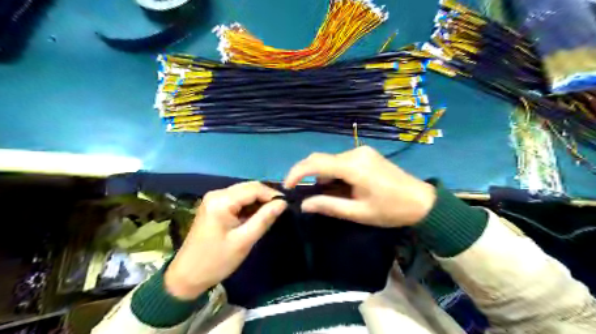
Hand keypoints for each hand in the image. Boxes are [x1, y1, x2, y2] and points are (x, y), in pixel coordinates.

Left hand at [161, 183, 285, 298]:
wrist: (187, 276)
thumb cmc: (216, 261)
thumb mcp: (244, 241)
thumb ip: (264, 219)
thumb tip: (283, 203)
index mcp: (221, 201)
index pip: (254, 188)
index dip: (272, 195)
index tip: (286, 206)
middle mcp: (216, 194)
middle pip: (249, 187)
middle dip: (266, 197)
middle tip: (279, 211)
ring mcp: (214, 198)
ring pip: (244, 192)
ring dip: (258, 202)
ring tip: (269, 215)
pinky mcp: (214, 205)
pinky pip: (237, 199)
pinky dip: (249, 206)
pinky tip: (255, 217)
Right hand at [283, 148, 436, 227]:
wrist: (422, 201)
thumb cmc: (391, 210)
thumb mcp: (358, 213)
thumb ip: (329, 206)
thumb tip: (304, 205)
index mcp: (353, 166)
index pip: (315, 163)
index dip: (296, 173)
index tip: (287, 187)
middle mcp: (355, 152)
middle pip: (322, 160)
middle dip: (310, 176)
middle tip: (311, 196)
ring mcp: (362, 151)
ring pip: (332, 161)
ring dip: (325, 176)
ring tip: (334, 196)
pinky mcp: (366, 154)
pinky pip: (342, 161)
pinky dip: (336, 173)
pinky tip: (344, 187)